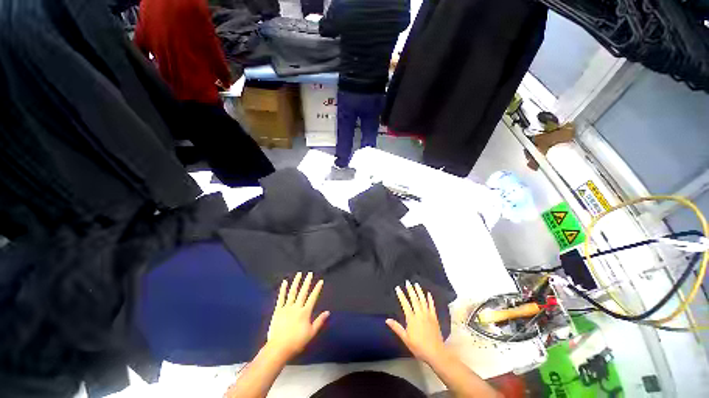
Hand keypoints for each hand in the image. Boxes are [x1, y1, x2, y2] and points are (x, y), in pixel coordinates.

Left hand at [265, 272, 328, 360]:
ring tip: (299, 274)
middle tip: (309, 273)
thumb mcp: (311, 333)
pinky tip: (284, 282)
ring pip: (292, 292)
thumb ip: (319, 321)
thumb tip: (328, 312)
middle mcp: (296, 307)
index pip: (313, 297)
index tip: (320, 281)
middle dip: (307, 282)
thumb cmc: (297, 342)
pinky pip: (281, 298)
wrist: (279, 348)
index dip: (317, 289)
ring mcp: (286, 308)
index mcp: (305, 312)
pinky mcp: (278, 310)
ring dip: (296, 282)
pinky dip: (283, 289)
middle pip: (303, 292)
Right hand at [386, 281, 447, 363]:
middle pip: (414, 299)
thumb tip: (387, 320)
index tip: (398, 288)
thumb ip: (396, 328)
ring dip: (419, 291)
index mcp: (411, 319)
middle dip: (410, 290)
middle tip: (408, 282)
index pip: (405, 304)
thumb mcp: (405, 339)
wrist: (435, 353)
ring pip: (423, 300)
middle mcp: (419, 314)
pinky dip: (430, 299)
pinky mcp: (434, 318)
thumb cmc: (418, 347)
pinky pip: (432, 306)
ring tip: (416, 284)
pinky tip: (428, 294)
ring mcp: (428, 315)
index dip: (401, 295)